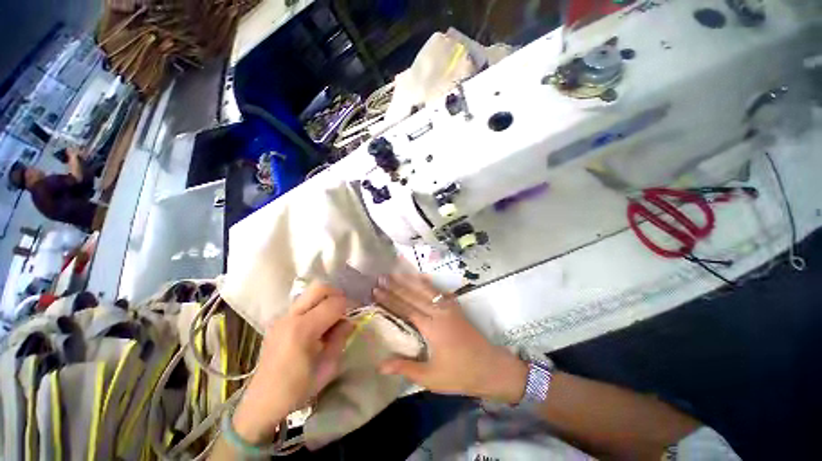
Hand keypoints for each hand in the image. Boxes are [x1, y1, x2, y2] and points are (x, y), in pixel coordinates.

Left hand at [233, 283, 353, 442]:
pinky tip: (315, 326)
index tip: (354, 316)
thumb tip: (349, 322)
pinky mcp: (277, 321)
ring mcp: (281, 317)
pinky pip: (301, 304)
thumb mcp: (327, 368)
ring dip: (325, 300)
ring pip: (309, 293)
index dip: (348, 306)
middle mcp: (290, 317)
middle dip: (336, 295)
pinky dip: (314, 307)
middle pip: (319, 288)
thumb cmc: (296, 390)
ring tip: (330, 319)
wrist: (261, 402)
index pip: (334, 303)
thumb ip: (340, 339)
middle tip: (343, 310)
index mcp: (303, 330)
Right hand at [373, 273, 527, 403]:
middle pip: (414, 296)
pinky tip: (422, 277)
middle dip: (396, 286)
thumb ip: (405, 368)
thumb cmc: (460, 374)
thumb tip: (380, 365)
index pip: (406, 309)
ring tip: (396, 273)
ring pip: (426, 290)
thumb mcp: (431, 377)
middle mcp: (439, 313)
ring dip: (410, 280)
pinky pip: (439, 291)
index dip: (390, 300)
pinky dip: (429, 283)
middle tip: (381, 277)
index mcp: (432, 328)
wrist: (491, 367)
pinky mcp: (455, 307)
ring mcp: (449, 307)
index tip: (376, 291)